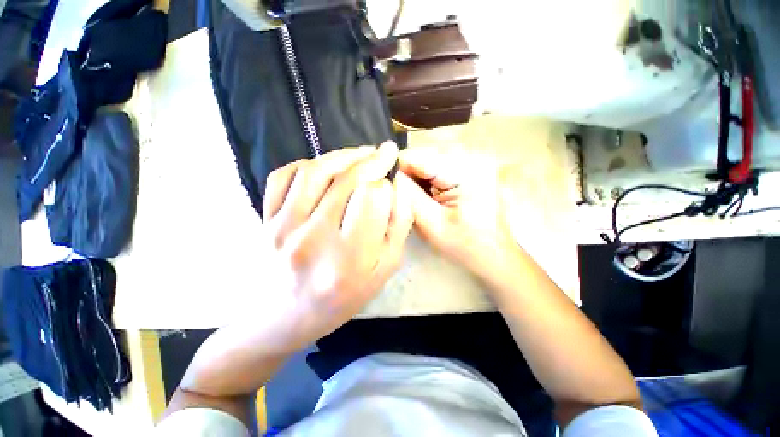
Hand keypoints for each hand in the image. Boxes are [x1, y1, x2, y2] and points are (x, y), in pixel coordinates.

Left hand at [262, 142, 412, 347]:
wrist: (282, 320)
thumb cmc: (341, 299)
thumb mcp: (383, 271)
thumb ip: (397, 228)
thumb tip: (398, 187)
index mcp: (350, 257)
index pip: (374, 198)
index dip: (386, 187)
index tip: (389, 190)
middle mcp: (314, 238)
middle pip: (348, 179)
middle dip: (372, 160)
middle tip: (384, 152)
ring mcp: (283, 226)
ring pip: (316, 170)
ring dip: (344, 155)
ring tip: (361, 153)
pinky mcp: (264, 220)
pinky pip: (284, 176)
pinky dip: (307, 164)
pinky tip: (324, 168)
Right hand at [398, 146, 516, 278]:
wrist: (494, 253)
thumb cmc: (464, 244)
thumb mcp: (431, 224)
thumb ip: (408, 197)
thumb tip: (388, 175)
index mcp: (464, 170)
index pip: (416, 156)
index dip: (397, 170)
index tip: (389, 190)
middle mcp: (472, 157)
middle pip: (423, 155)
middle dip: (409, 175)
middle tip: (406, 199)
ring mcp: (474, 160)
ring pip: (429, 159)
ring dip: (419, 178)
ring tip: (420, 200)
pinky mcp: (472, 167)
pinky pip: (440, 165)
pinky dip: (430, 179)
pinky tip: (431, 196)